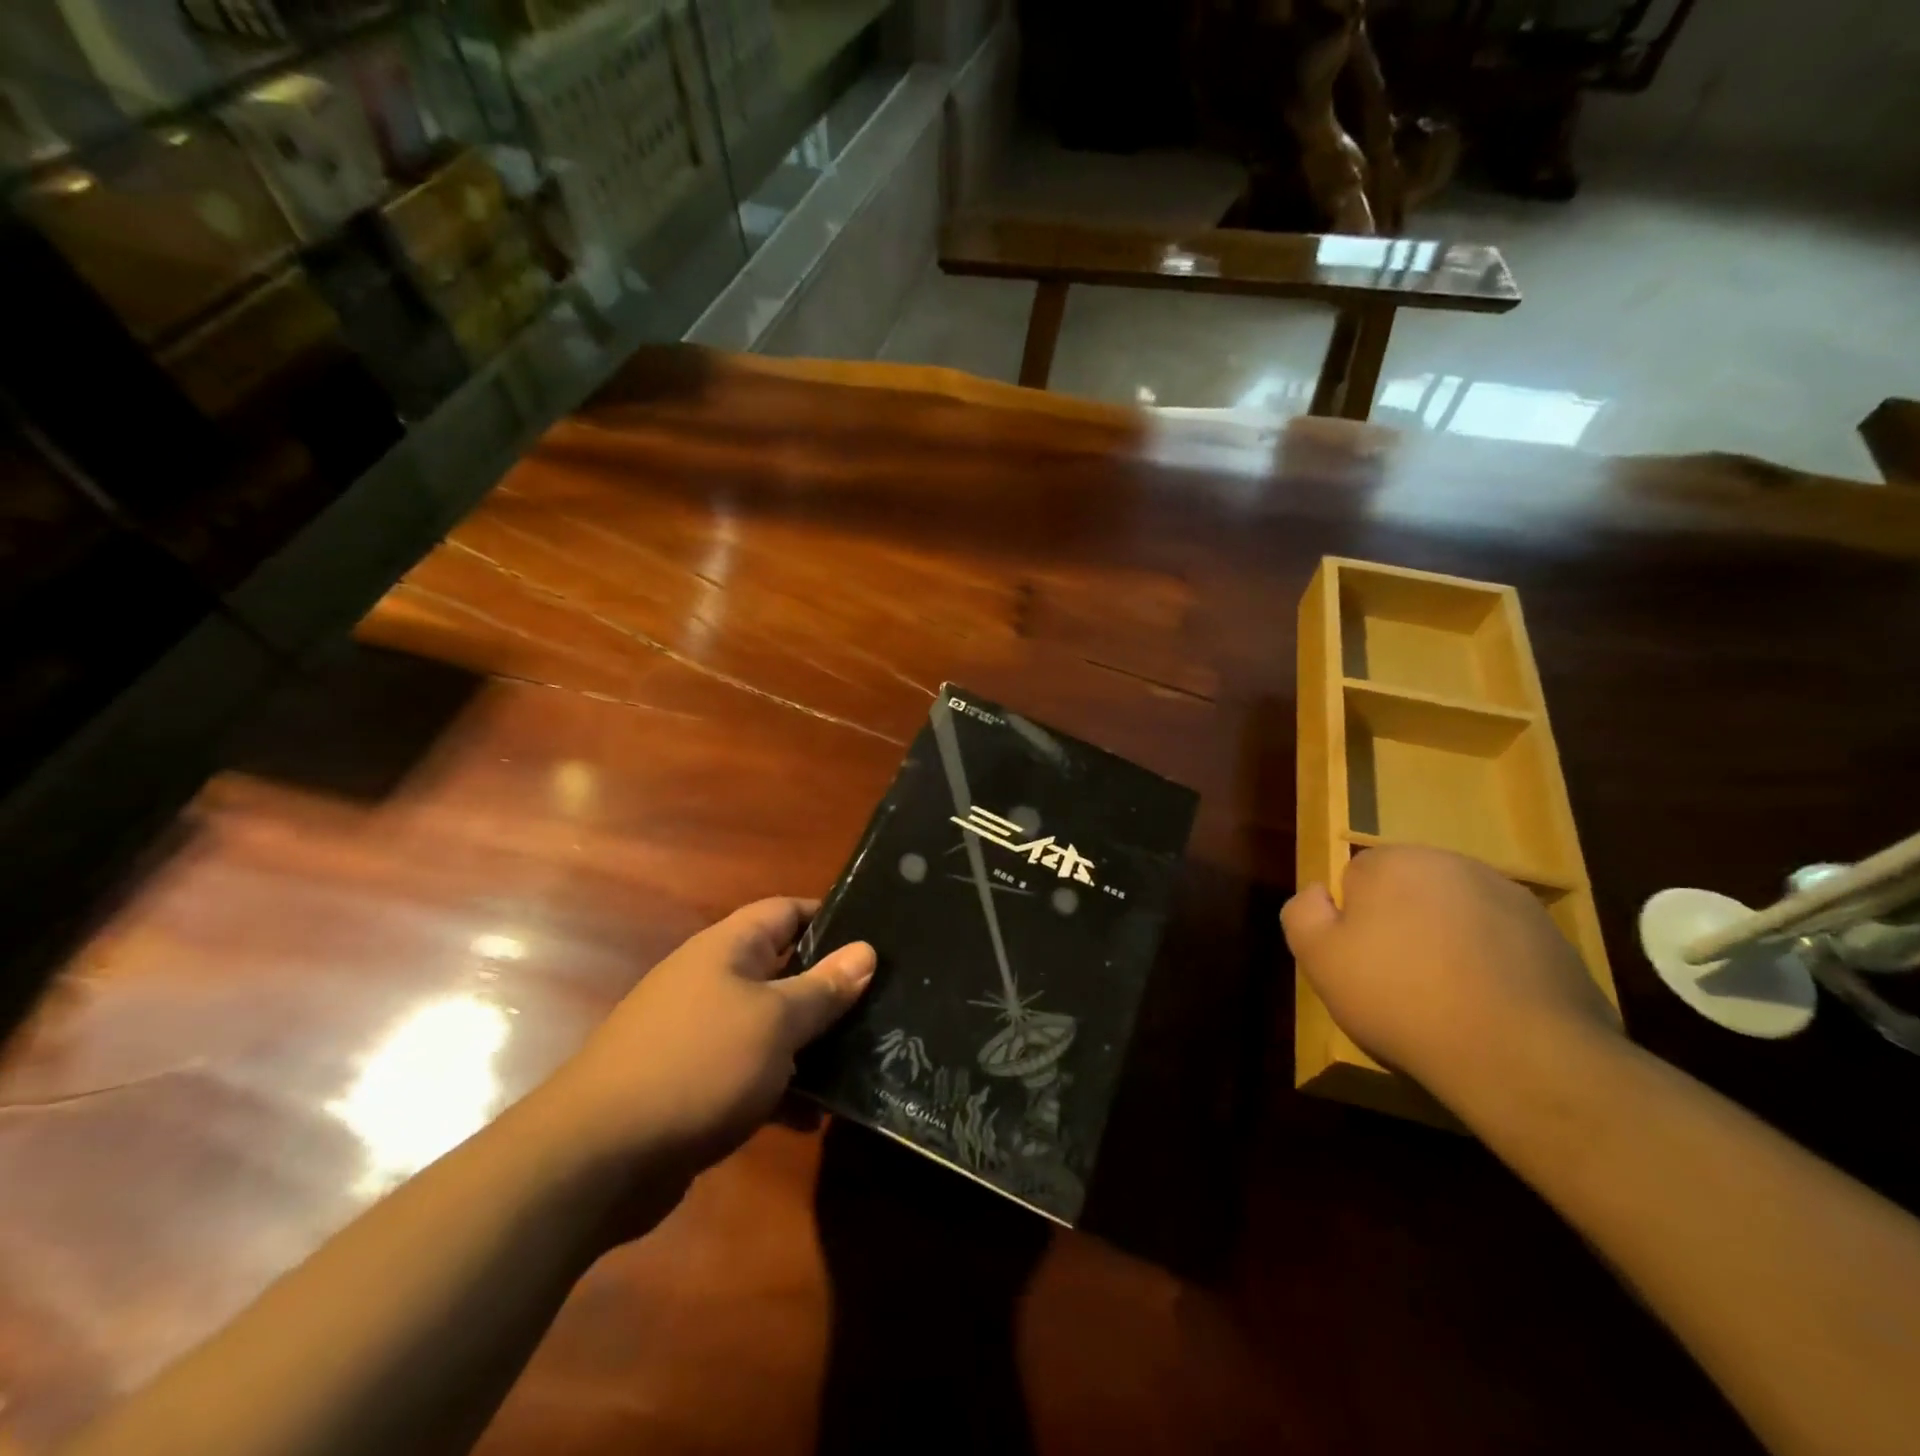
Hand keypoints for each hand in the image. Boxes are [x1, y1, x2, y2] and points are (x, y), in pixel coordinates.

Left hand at [551, 898, 874, 1176]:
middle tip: (887, 1004)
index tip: (880, 937)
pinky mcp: (696, 1084)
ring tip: (868, 1061)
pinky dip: (783, 1089)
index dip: (833, 918)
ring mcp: (702, 1034)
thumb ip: (823, 988)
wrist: (597, 1158)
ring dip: (812, 1044)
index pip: (788, 911)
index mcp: (728, 949)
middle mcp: (714, 982)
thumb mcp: (774, 1022)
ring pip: (773, 1025)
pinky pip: (752, 1073)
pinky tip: (816, 1118)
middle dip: (832, 988)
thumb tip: (866, 950)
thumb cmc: (697, 1065)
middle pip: (785, 969)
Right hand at [1281, 845, 1618, 1100]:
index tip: (1360, 961)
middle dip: (1401, 923)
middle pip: (1409, 890)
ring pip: (1456, 914)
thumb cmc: (1400, 998)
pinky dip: (1491, 963)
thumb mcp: (1319, 959)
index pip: (1356, 877)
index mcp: (1394, 861)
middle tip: (1398, 980)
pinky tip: (1488, 1006)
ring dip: (1447, 941)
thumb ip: (1302, 913)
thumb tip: (1317, 893)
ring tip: (1447, 998)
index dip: (1352, 920)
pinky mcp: (1555, 936)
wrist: (1520, 1054)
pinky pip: (1502, 942)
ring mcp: (1510, 897)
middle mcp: (1453, 863)